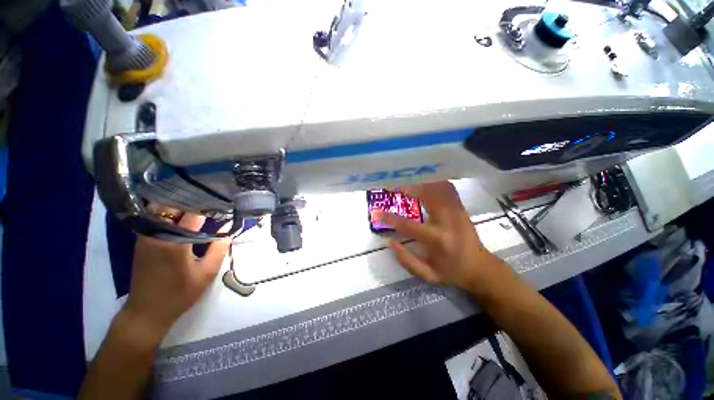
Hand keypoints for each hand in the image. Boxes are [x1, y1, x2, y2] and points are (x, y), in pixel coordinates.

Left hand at [123, 210, 230, 341]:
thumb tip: (228, 228)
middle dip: (193, 201)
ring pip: (162, 210)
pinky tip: (184, 219)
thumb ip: (219, 248)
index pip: (193, 213)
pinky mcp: (142, 241)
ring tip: (200, 208)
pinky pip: (157, 219)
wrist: (146, 312)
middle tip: (211, 203)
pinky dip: (171, 214)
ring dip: (180, 206)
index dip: (210, 206)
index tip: (223, 204)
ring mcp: (146, 236)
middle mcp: (157, 234)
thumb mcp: (207, 273)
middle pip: (173, 205)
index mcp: (174, 241)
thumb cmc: (179, 294)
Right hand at [380, 181, 506, 292]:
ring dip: (420, 182)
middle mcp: (448, 221)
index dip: (390, 218)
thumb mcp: (427, 275)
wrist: (480, 267)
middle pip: (426, 195)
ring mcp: (457, 211)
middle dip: (406, 188)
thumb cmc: (451, 272)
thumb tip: (389, 241)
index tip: (377, 212)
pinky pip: (447, 188)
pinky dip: (434, 182)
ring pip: (438, 187)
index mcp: (438, 240)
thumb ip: (406, 260)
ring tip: (405, 182)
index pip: (409, 225)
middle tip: (392, 186)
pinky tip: (424, 182)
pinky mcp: (461, 207)